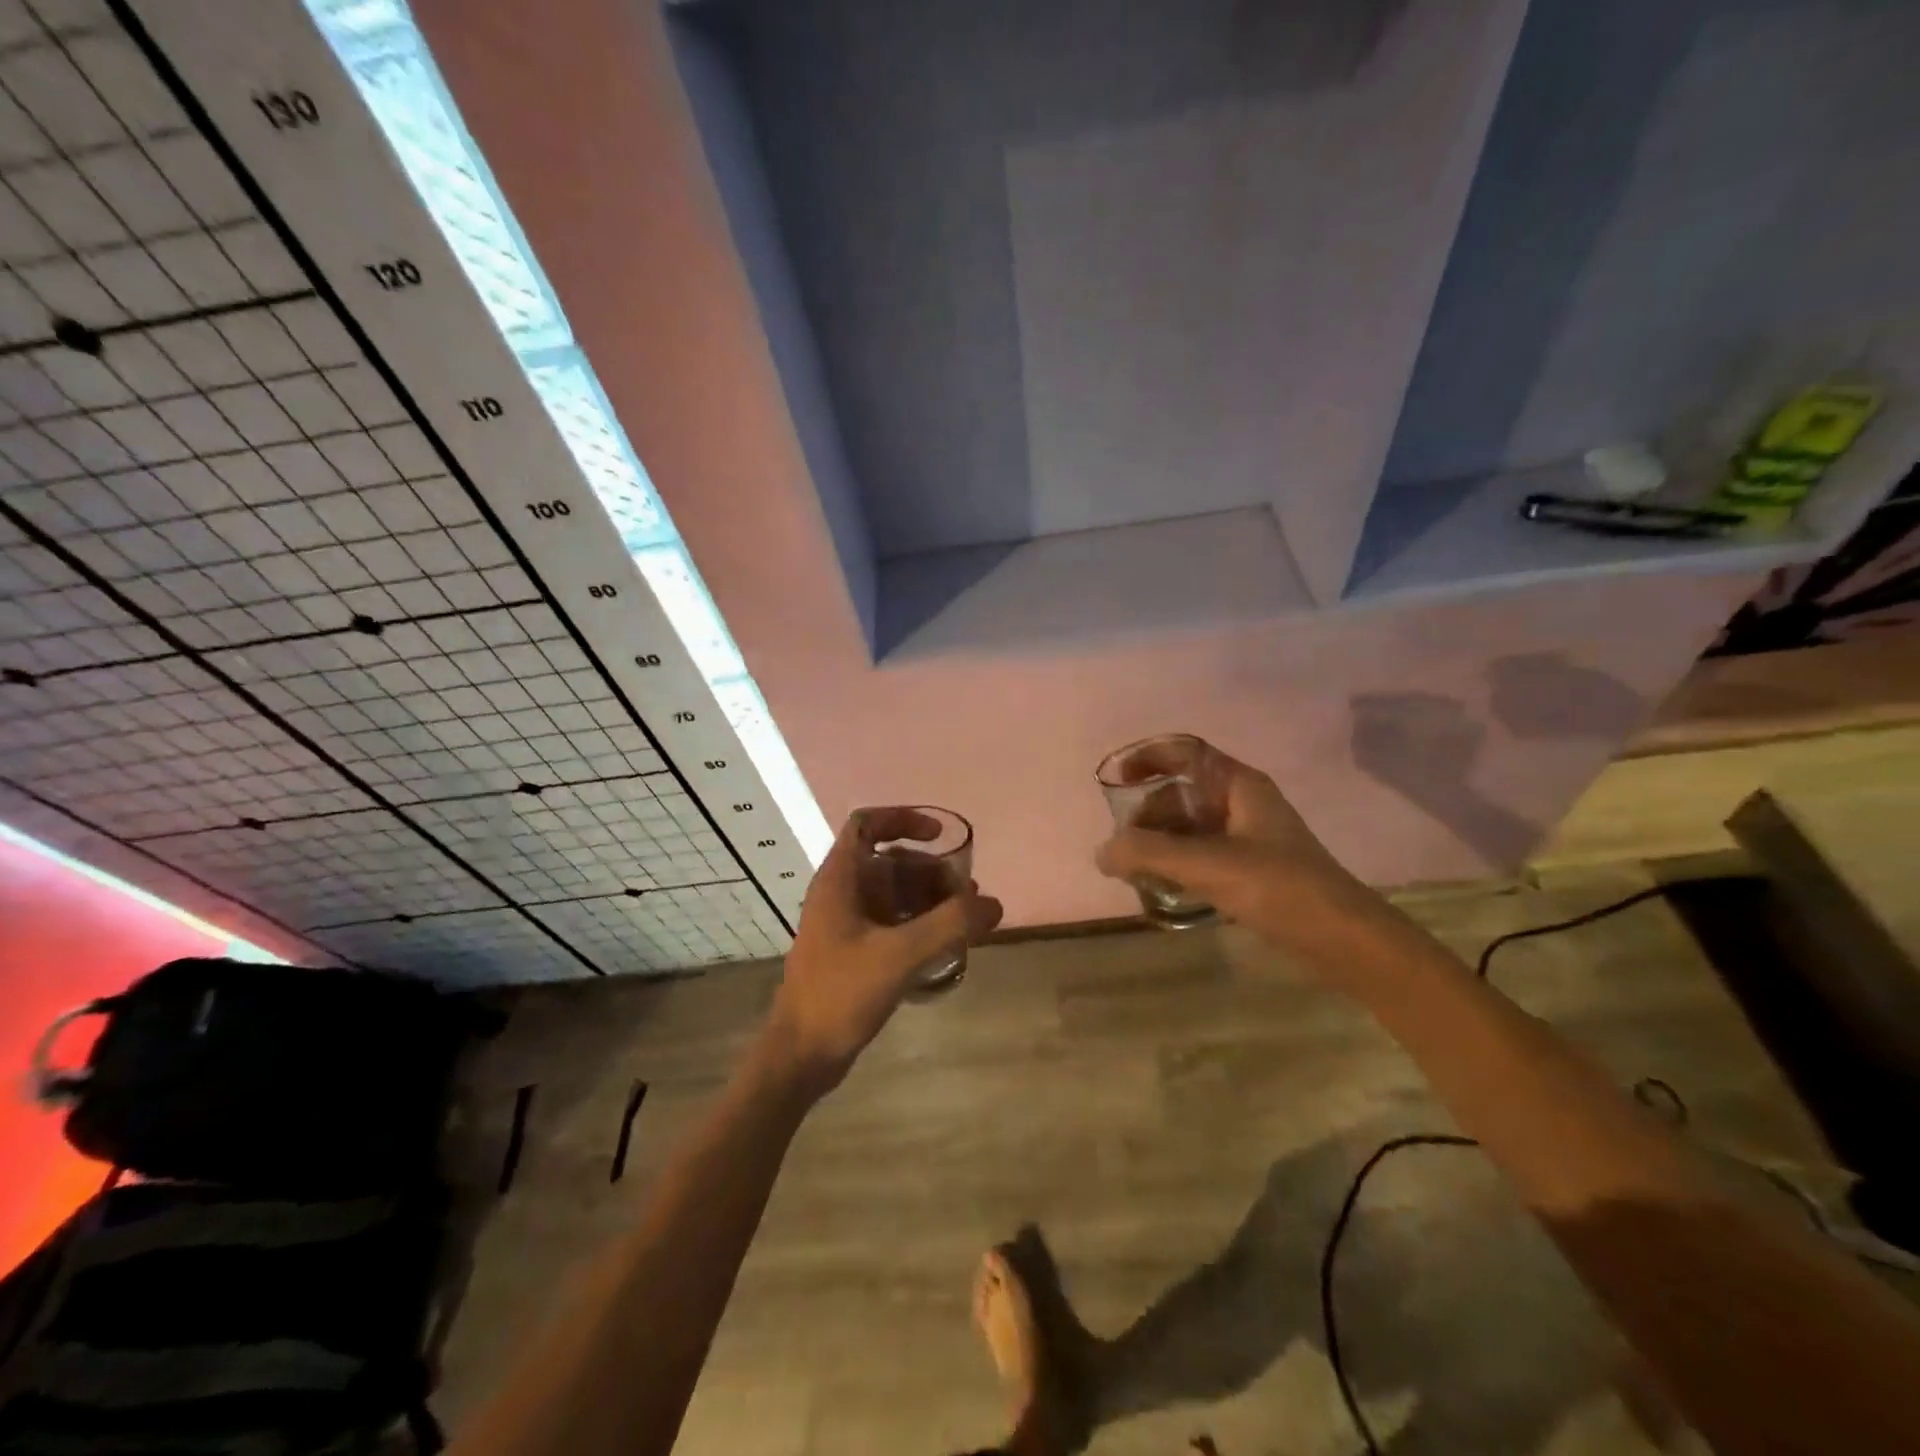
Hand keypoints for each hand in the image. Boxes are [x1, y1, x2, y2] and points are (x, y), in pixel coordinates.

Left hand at [763, 809, 1002, 1094]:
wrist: (801, 1055)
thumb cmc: (841, 993)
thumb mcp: (900, 954)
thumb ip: (950, 925)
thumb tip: (993, 904)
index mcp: (839, 879)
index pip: (866, 823)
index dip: (903, 819)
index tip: (939, 836)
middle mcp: (840, 892)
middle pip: (889, 860)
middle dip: (930, 870)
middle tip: (966, 893)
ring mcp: (845, 923)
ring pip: (892, 892)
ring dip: (929, 897)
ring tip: (965, 919)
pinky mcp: (852, 951)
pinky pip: (891, 921)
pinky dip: (918, 922)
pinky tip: (945, 943)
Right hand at [1095, 751, 1384, 956]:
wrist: (1343, 939)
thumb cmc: (1279, 887)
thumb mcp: (1208, 865)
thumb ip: (1149, 853)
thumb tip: (1102, 852)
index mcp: (1239, 785)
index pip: (1184, 753)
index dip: (1146, 758)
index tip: (1114, 780)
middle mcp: (1242, 803)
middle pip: (1180, 792)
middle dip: (1146, 814)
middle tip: (1123, 846)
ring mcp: (1247, 837)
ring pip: (1189, 826)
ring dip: (1158, 842)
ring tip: (1134, 870)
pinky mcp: (1250, 869)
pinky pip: (1201, 853)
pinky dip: (1176, 862)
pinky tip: (1161, 885)